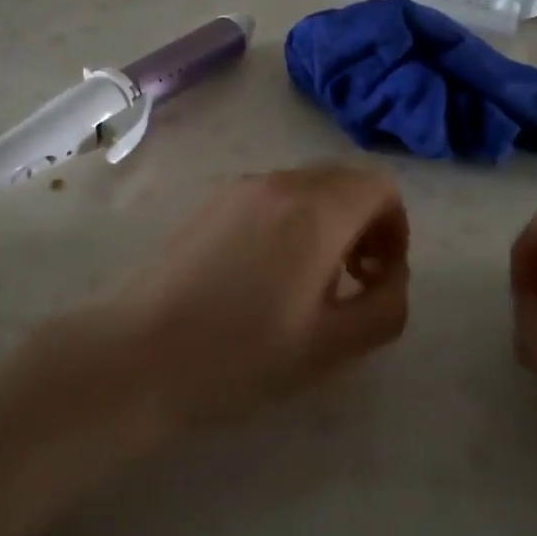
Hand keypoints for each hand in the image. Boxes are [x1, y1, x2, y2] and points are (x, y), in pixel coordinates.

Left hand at [95, 163, 410, 431]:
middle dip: (364, 223)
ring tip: (311, 281)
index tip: (380, 275)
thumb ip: (385, 306)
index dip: (395, 228)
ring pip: (308, 186)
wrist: (141, 353)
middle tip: (353, 279)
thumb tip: (392, 277)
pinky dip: (292, 218)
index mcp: (317, 210)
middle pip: (345, 180)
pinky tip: (268, 273)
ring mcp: (242, 188)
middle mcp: (282, 183)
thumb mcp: (332, 346)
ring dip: (328, 221)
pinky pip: (273, 195)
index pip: (380, 186)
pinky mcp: (213, 201)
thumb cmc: (242, 354)